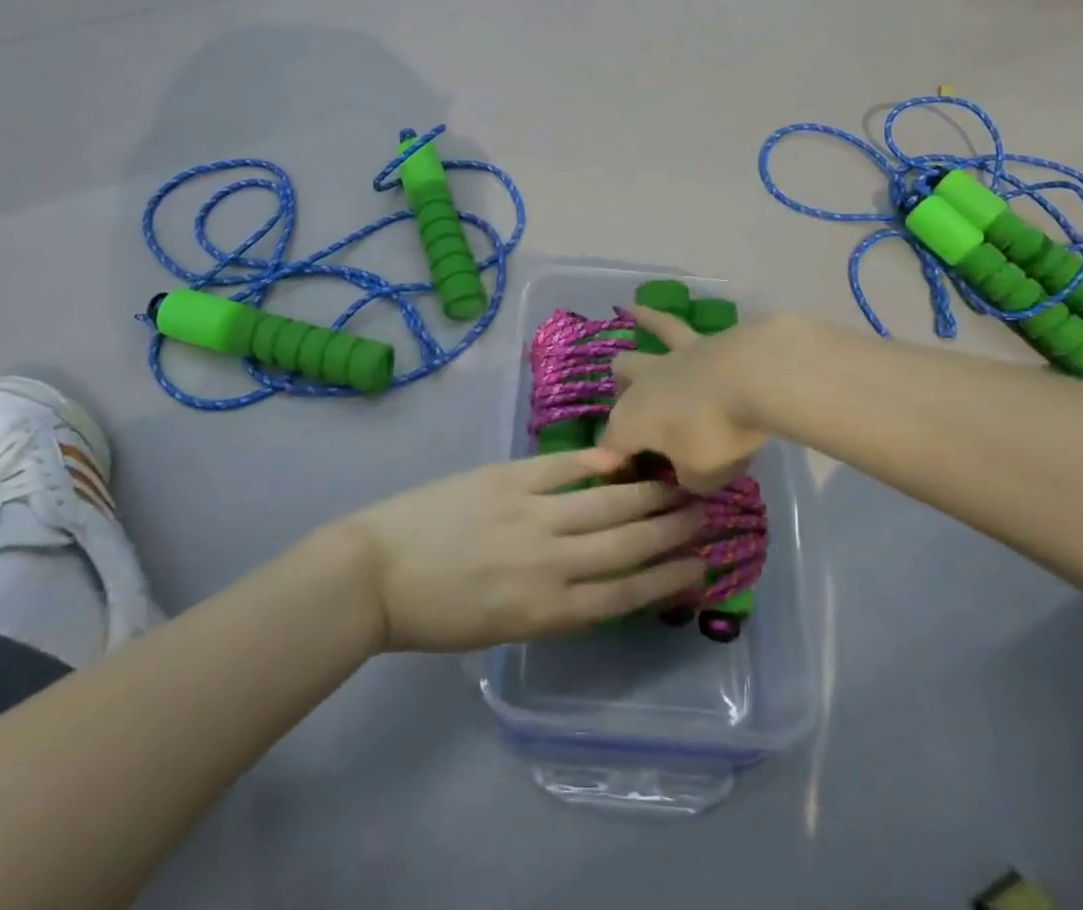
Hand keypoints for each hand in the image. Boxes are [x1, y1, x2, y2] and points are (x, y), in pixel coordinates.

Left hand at [339, 450, 706, 652]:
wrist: (375, 574)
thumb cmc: (435, 613)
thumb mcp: (501, 626)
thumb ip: (552, 601)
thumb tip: (596, 575)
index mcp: (546, 610)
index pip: (625, 594)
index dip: (668, 578)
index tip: (702, 564)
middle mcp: (549, 563)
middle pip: (626, 545)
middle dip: (671, 531)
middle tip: (707, 514)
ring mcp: (530, 515)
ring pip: (605, 504)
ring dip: (647, 494)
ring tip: (680, 484)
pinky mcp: (507, 479)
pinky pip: (562, 469)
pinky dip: (595, 461)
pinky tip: (622, 456)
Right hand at [603, 307, 773, 492]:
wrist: (752, 377)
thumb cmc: (718, 433)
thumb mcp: (702, 476)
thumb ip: (688, 476)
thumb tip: (687, 470)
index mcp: (631, 422)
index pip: (611, 445)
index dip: (614, 462)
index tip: (625, 475)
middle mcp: (642, 386)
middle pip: (619, 388)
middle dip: (621, 397)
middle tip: (636, 412)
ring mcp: (670, 359)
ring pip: (640, 351)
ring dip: (632, 347)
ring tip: (628, 323)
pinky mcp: (701, 342)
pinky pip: (673, 327)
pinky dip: (656, 318)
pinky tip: (647, 308)